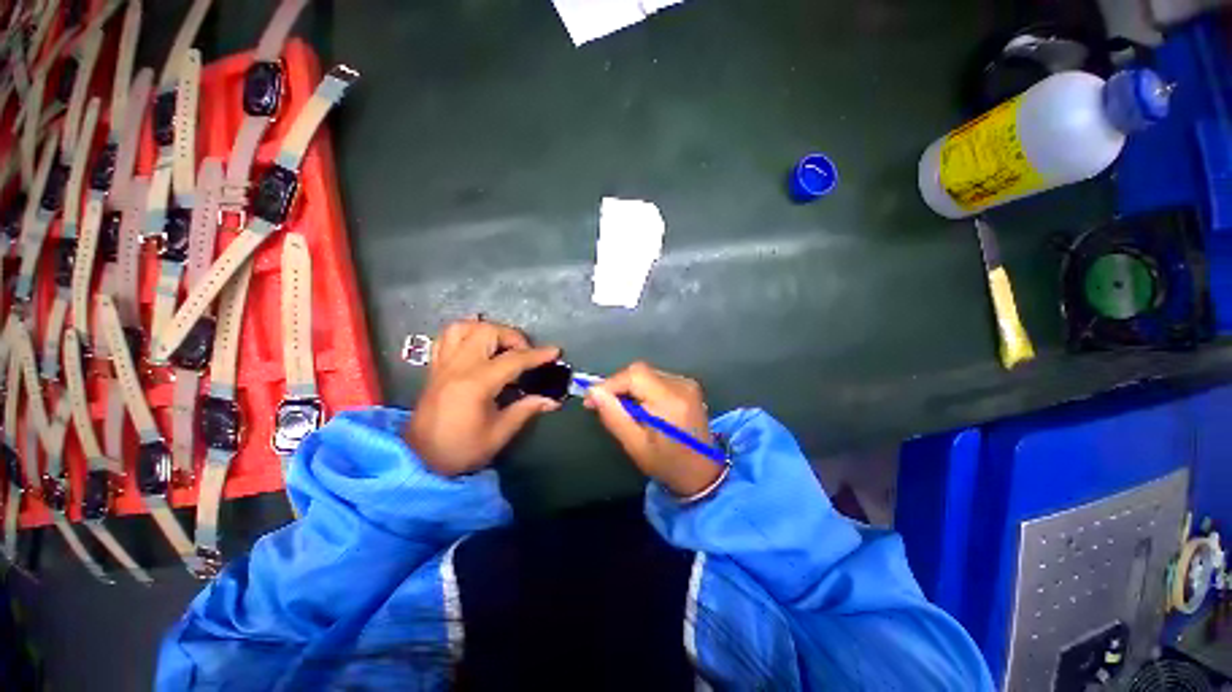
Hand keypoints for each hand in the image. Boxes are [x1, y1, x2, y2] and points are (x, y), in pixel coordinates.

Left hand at [406, 319, 561, 476]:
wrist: (419, 461)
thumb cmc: (461, 450)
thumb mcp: (498, 434)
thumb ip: (525, 410)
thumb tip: (552, 400)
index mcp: (475, 385)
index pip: (513, 360)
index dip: (537, 355)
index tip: (555, 352)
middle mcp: (457, 367)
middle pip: (487, 332)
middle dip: (513, 337)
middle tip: (525, 354)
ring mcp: (443, 365)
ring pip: (463, 327)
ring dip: (487, 330)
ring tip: (501, 345)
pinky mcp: (434, 368)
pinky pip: (446, 337)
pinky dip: (465, 334)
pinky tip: (477, 345)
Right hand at [584, 362, 722, 496]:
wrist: (703, 473)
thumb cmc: (667, 464)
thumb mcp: (635, 445)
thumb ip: (613, 416)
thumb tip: (593, 391)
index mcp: (670, 401)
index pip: (634, 375)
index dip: (610, 383)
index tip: (591, 399)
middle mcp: (681, 385)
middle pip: (640, 371)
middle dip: (618, 385)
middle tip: (603, 405)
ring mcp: (687, 383)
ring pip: (647, 374)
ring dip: (629, 387)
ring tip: (622, 409)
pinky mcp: (688, 386)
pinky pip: (657, 378)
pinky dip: (643, 388)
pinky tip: (640, 406)